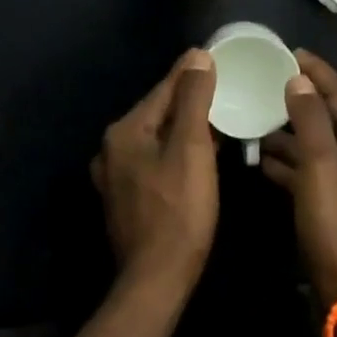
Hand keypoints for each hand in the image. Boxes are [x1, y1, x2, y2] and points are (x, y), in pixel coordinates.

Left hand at [91, 48, 218, 296]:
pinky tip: (199, 154)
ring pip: (157, 137)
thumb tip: (197, 56)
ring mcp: (116, 175)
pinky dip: (176, 150)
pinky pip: (154, 160)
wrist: (156, 280)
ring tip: (218, 117)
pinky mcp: (126, 197)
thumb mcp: (192, 149)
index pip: (164, 89)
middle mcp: (112, 148)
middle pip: (158, 112)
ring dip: (185, 126)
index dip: (192, 72)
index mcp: (124, 131)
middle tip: (224, 86)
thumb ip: (193, 99)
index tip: (216, 56)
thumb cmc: (179, 211)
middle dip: (189, 99)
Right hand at [260, 51, 336, 308]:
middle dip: (300, 102)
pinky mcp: (334, 210)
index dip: (319, 73)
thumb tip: (299, 80)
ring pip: (317, 148)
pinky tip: (261, 160)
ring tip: (257, 119)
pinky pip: (310, 174)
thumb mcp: (321, 169)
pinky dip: (289, 164)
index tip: (292, 52)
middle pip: (331, 120)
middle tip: (269, 83)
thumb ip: (310, 122)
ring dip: (290, 134)